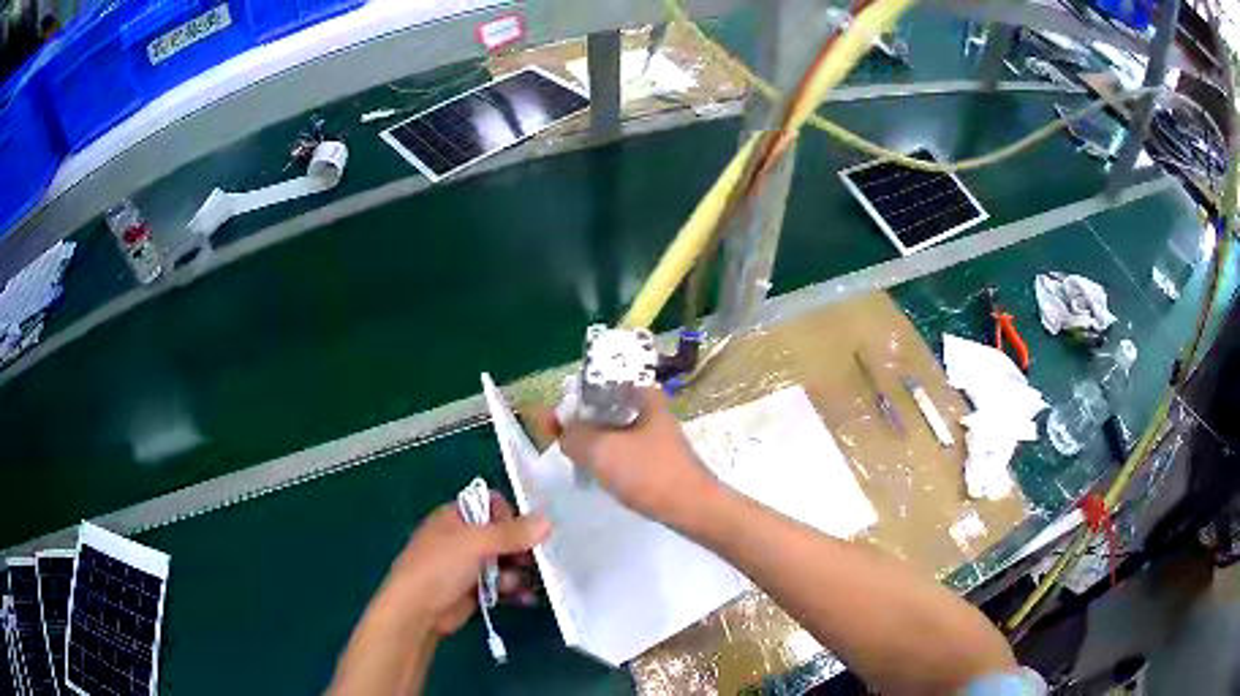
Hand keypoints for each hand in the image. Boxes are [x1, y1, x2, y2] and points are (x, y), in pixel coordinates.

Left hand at [376, 493, 549, 635]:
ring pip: (506, 562)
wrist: (417, 611)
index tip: (525, 532)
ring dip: (519, 572)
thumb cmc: (441, 567)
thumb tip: (547, 520)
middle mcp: (464, 538)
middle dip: (522, 548)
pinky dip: (515, 590)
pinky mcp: (476, 590)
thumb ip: (512, 533)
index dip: (511, 516)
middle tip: (536, 560)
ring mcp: (469, 565)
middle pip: (504, 535)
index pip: (492, 505)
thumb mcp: (475, 544)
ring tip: (524, 584)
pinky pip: (502, 585)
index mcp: (457, 517)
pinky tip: (527, 599)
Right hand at [551, 388, 720, 525]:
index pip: (601, 383)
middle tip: (561, 440)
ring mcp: (658, 435)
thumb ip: (573, 435)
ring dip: (593, 441)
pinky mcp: (659, 459)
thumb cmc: (648, 472)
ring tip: (576, 459)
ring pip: (615, 430)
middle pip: (607, 407)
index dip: (574, 398)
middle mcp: (652, 409)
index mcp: (643, 395)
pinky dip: (608, 457)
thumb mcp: (600, 450)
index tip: (555, 419)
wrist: (692, 508)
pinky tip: (599, 473)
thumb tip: (563, 432)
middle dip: (581, 421)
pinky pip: (625, 450)